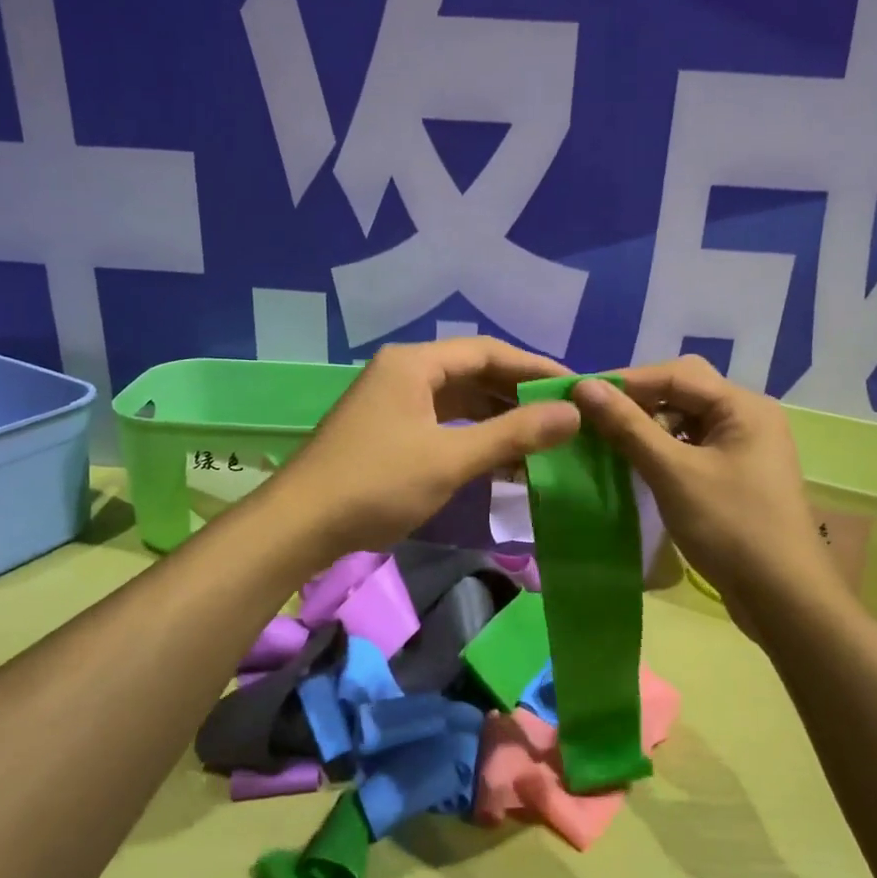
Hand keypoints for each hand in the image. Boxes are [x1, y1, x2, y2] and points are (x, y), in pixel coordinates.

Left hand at [272, 338, 581, 554]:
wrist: (300, 525)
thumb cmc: (377, 483)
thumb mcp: (450, 458)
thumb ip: (513, 434)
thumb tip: (572, 413)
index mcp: (414, 363)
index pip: (488, 352)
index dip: (534, 368)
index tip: (576, 386)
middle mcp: (404, 372)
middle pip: (473, 373)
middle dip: (518, 394)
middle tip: (565, 414)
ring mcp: (393, 403)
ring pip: (459, 401)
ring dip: (498, 418)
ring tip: (543, 438)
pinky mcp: (389, 431)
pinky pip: (443, 423)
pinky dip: (473, 436)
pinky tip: (502, 458)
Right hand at [571, 356, 847, 625]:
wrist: (784, 598)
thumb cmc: (730, 527)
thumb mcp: (673, 472)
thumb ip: (628, 426)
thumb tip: (584, 386)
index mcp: (743, 406)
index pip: (676, 374)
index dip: (627, 382)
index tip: (580, 396)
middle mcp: (748, 417)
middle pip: (684, 393)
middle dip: (639, 403)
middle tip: (595, 420)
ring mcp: (745, 449)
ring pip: (686, 421)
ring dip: (648, 429)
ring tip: (610, 445)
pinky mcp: (737, 477)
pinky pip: (692, 448)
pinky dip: (663, 451)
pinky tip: (638, 467)